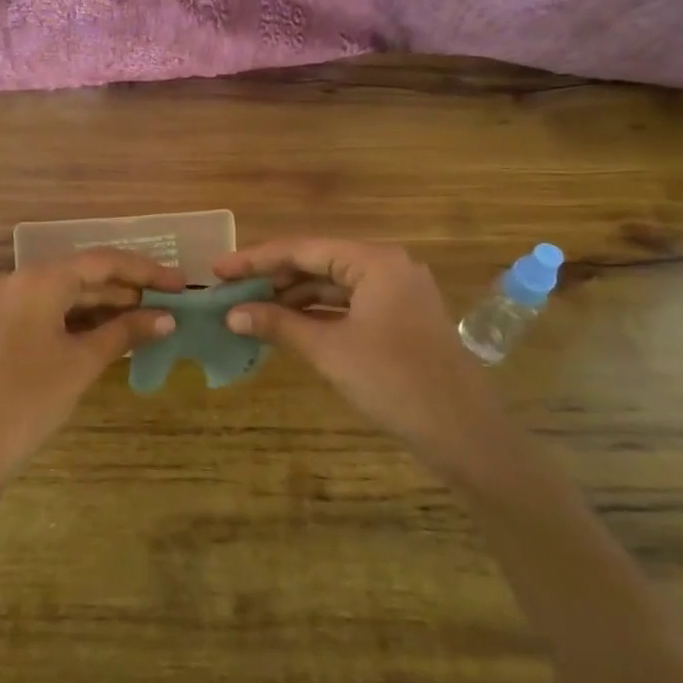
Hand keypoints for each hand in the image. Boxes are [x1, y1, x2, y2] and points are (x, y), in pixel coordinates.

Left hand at [0, 249, 181, 498]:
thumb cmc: (30, 399)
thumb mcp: (83, 362)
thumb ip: (126, 333)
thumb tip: (167, 318)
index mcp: (39, 279)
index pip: (102, 262)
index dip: (145, 271)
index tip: (180, 284)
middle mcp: (18, 281)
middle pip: (82, 275)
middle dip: (126, 290)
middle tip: (168, 304)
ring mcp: (4, 304)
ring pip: (63, 295)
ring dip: (103, 306)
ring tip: (146, 321)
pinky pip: (46, 312)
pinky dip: (78, 320)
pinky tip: (107, 335)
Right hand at [213, 238, 497, 470]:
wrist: (464, 433)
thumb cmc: (394, 382)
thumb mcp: (329, 350)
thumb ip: (279, 325)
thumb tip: (232, 314)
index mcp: (374, 261)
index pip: (303, 249)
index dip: (256, 260)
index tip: (219, 270)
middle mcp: (387, 266)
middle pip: (318, 262)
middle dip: (273, 279)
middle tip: (230, 291)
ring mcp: (397, 293)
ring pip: (333, 285)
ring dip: (293, 298)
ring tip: (250, 310)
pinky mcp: (400, 319)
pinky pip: (349, 305)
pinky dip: (317, 314)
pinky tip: (287, 326)